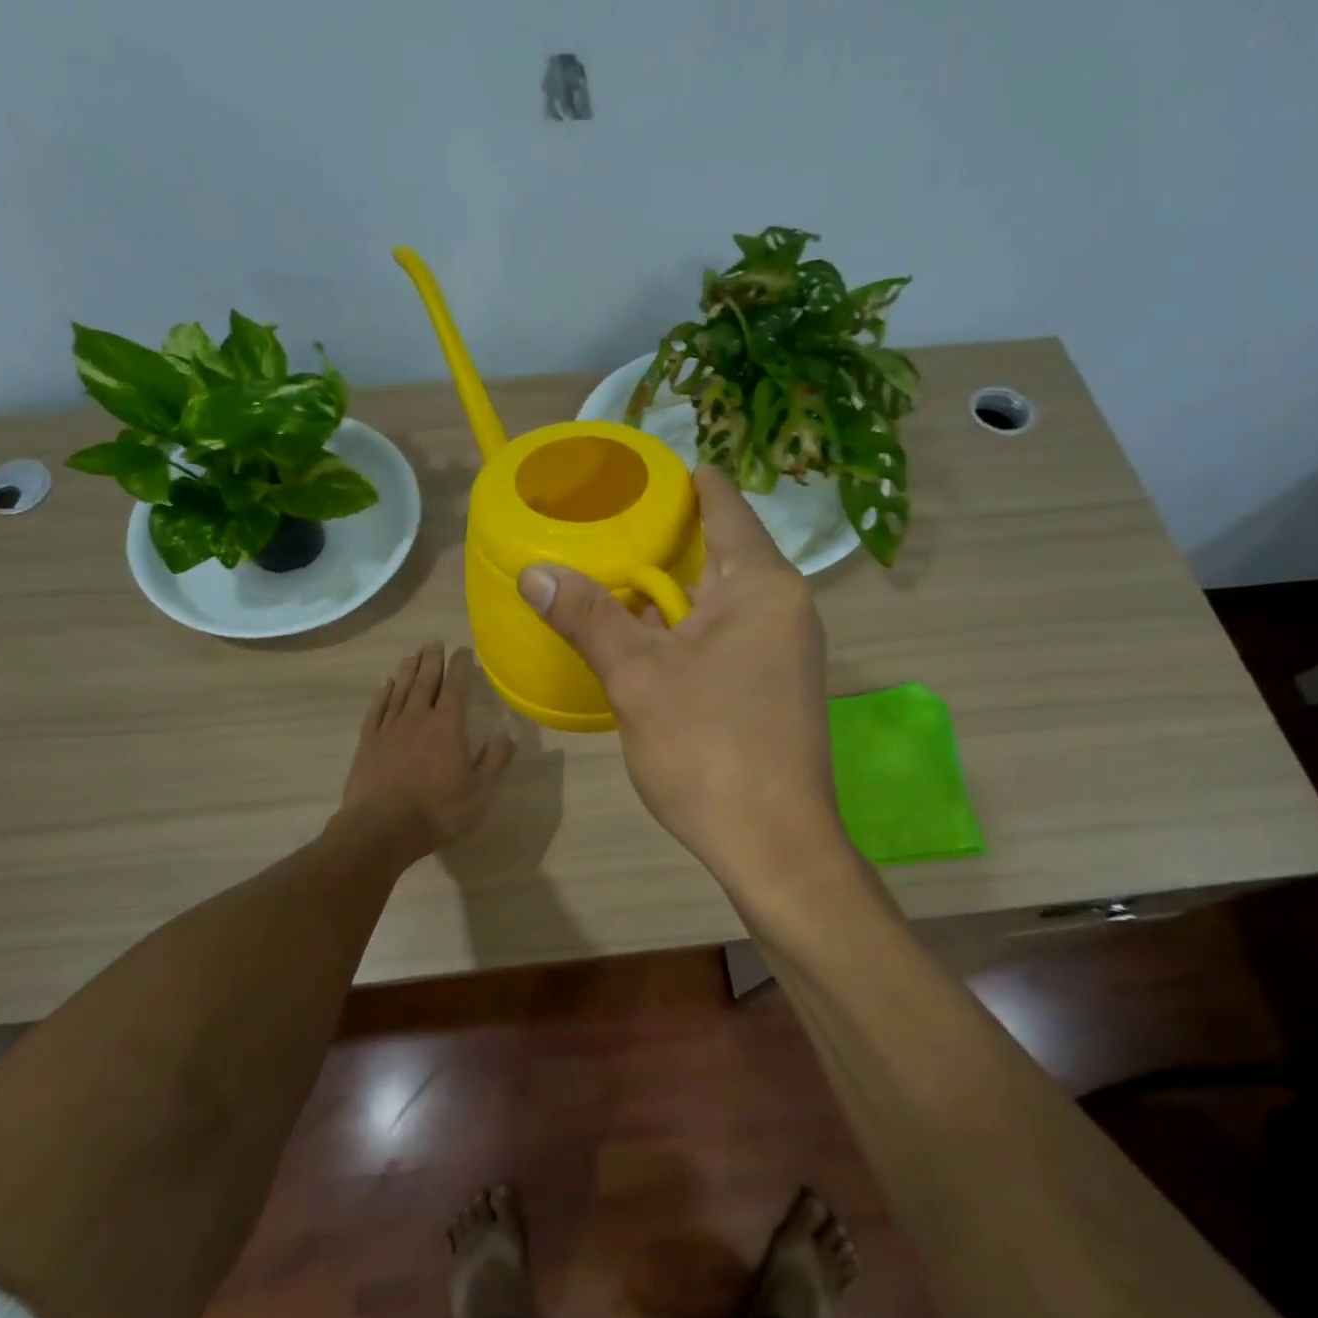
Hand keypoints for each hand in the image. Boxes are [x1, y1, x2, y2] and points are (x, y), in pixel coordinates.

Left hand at [341, 641, 515, 858]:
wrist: (382, 828)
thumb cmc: (438, 810)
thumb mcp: (480, 791)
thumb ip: (495, 760)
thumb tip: (507, 734)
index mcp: (448, 726)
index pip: (457, 688)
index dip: (461, 667)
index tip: (462, 650)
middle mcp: (418, 718)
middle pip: (425, 681)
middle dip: (432, 660)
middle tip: (434, 642)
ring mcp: (389, 729)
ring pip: (400, 690)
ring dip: (408, 670)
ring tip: (412, 654)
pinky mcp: (368, 743)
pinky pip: (377, 710)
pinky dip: (382, 694)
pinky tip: (385, 685)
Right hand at [517, 466, 843, 884]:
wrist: (774, 845)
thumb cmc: (709, 748)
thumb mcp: (638, 677)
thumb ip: (588, 618)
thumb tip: (534, 572)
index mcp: (762, 585)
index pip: (724, 504)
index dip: (683, 481)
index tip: (636, 473)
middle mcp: (783, 607)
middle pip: (720, 551)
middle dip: (664, 540)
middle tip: (604, 526)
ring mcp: (783, 651)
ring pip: (719, 601)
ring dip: (670, 592)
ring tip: (610, 577)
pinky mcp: (773, 688)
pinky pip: (724, 637)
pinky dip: (684, 630)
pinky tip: (643, 640)